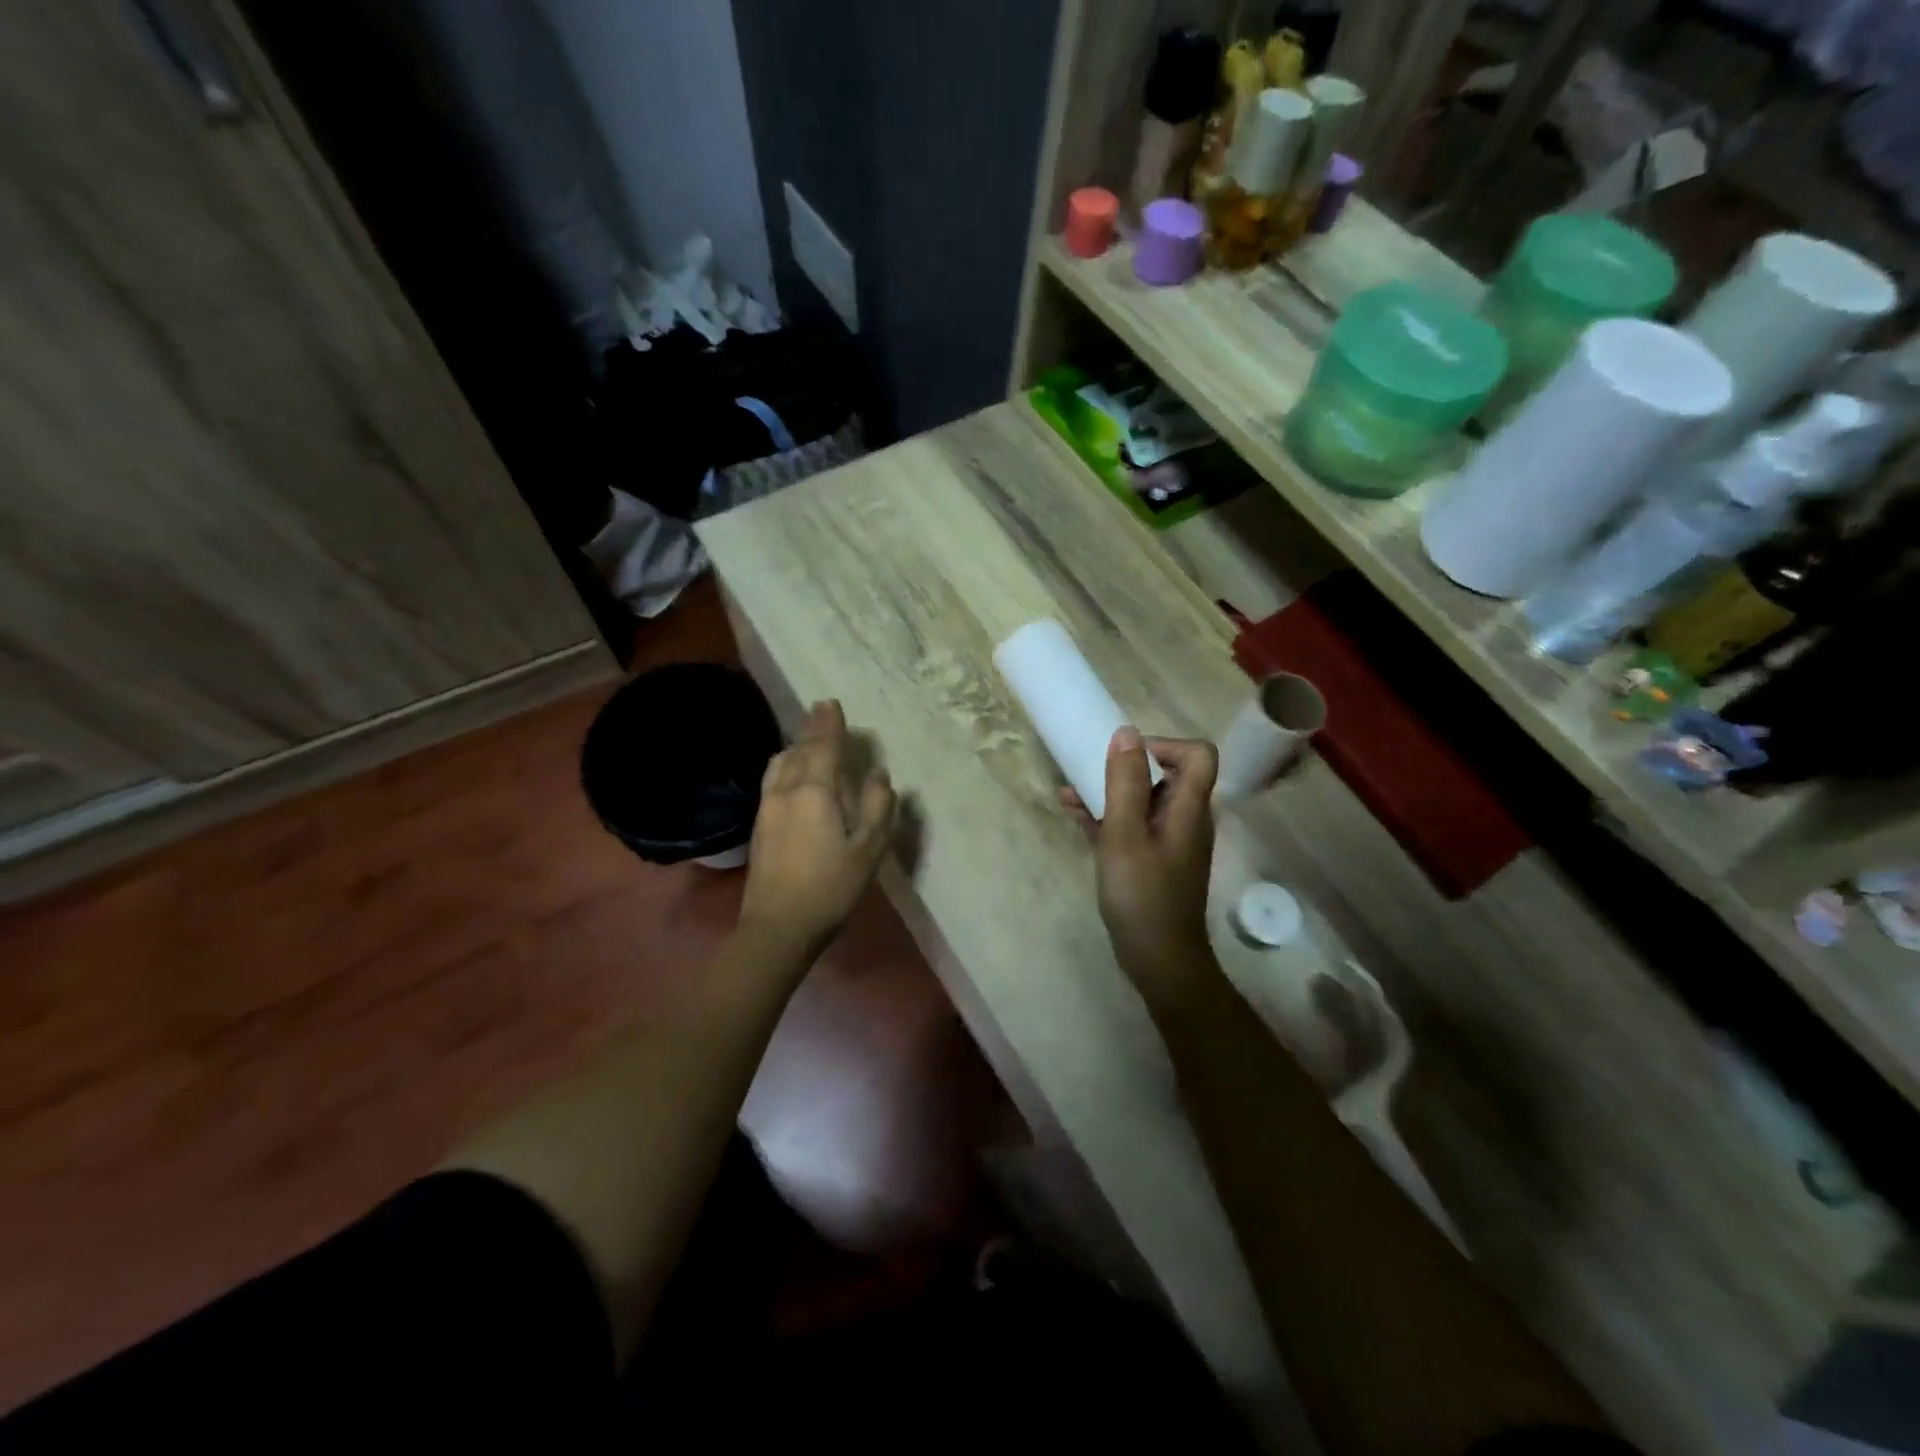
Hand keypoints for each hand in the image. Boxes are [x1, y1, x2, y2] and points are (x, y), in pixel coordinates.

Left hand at [740, 700, 895, 959]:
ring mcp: (768, 806)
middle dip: (812, 729)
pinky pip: (773, 778)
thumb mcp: (869, 849)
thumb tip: (879, 774)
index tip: (831, 703)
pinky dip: (785, 764)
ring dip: (796, 746)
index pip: (823, 747)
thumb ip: (879, 807)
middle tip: (821, 710)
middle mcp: (787, 789)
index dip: (829, 724)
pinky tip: (790, 773)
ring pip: (780, 763)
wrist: (778, 926)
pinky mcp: (759, 824)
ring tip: (808, 740)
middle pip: (799, 750)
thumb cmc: (831, 887)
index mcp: (816, 791)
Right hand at [1061, 727, 1219, 1010]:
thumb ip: (1125, 783)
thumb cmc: (1142, 895)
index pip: (1198, 754)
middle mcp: (1186, 819)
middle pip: (1167, 774)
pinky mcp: (1155, 860)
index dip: (1164, 745)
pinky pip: (1135, 825)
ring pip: (1145, 800)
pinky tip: (1076, 817)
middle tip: (1089, 773)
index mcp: (1189, 808)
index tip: (1126, 757)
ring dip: (1110, 791)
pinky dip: (1109, 816)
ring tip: (1069, 793)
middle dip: (1126, 767)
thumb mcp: (1125, 834)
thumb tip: (1126, 732)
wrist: (1159, 960)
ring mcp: (1171, 841)